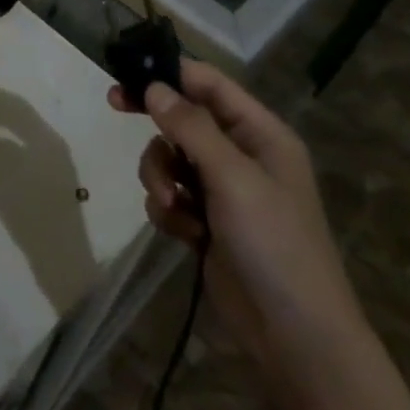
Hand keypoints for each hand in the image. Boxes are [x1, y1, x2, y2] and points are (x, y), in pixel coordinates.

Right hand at [111, 61, 409, 409]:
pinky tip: (184, 233)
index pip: (210, 84)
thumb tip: (155, 87)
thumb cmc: (274, 244)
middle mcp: (241, 154)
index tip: (129, 72)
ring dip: (161, 176)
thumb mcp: (233, 178)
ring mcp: (223, 190)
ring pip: (170, 158)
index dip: (171, 72)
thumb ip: (190, 127)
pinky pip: (170, 195)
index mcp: (260, 133)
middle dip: (155, 122)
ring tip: (174, 206)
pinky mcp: (206, 222)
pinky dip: (169, 209)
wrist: (295, 337)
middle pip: (183, 117)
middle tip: (114, 105)